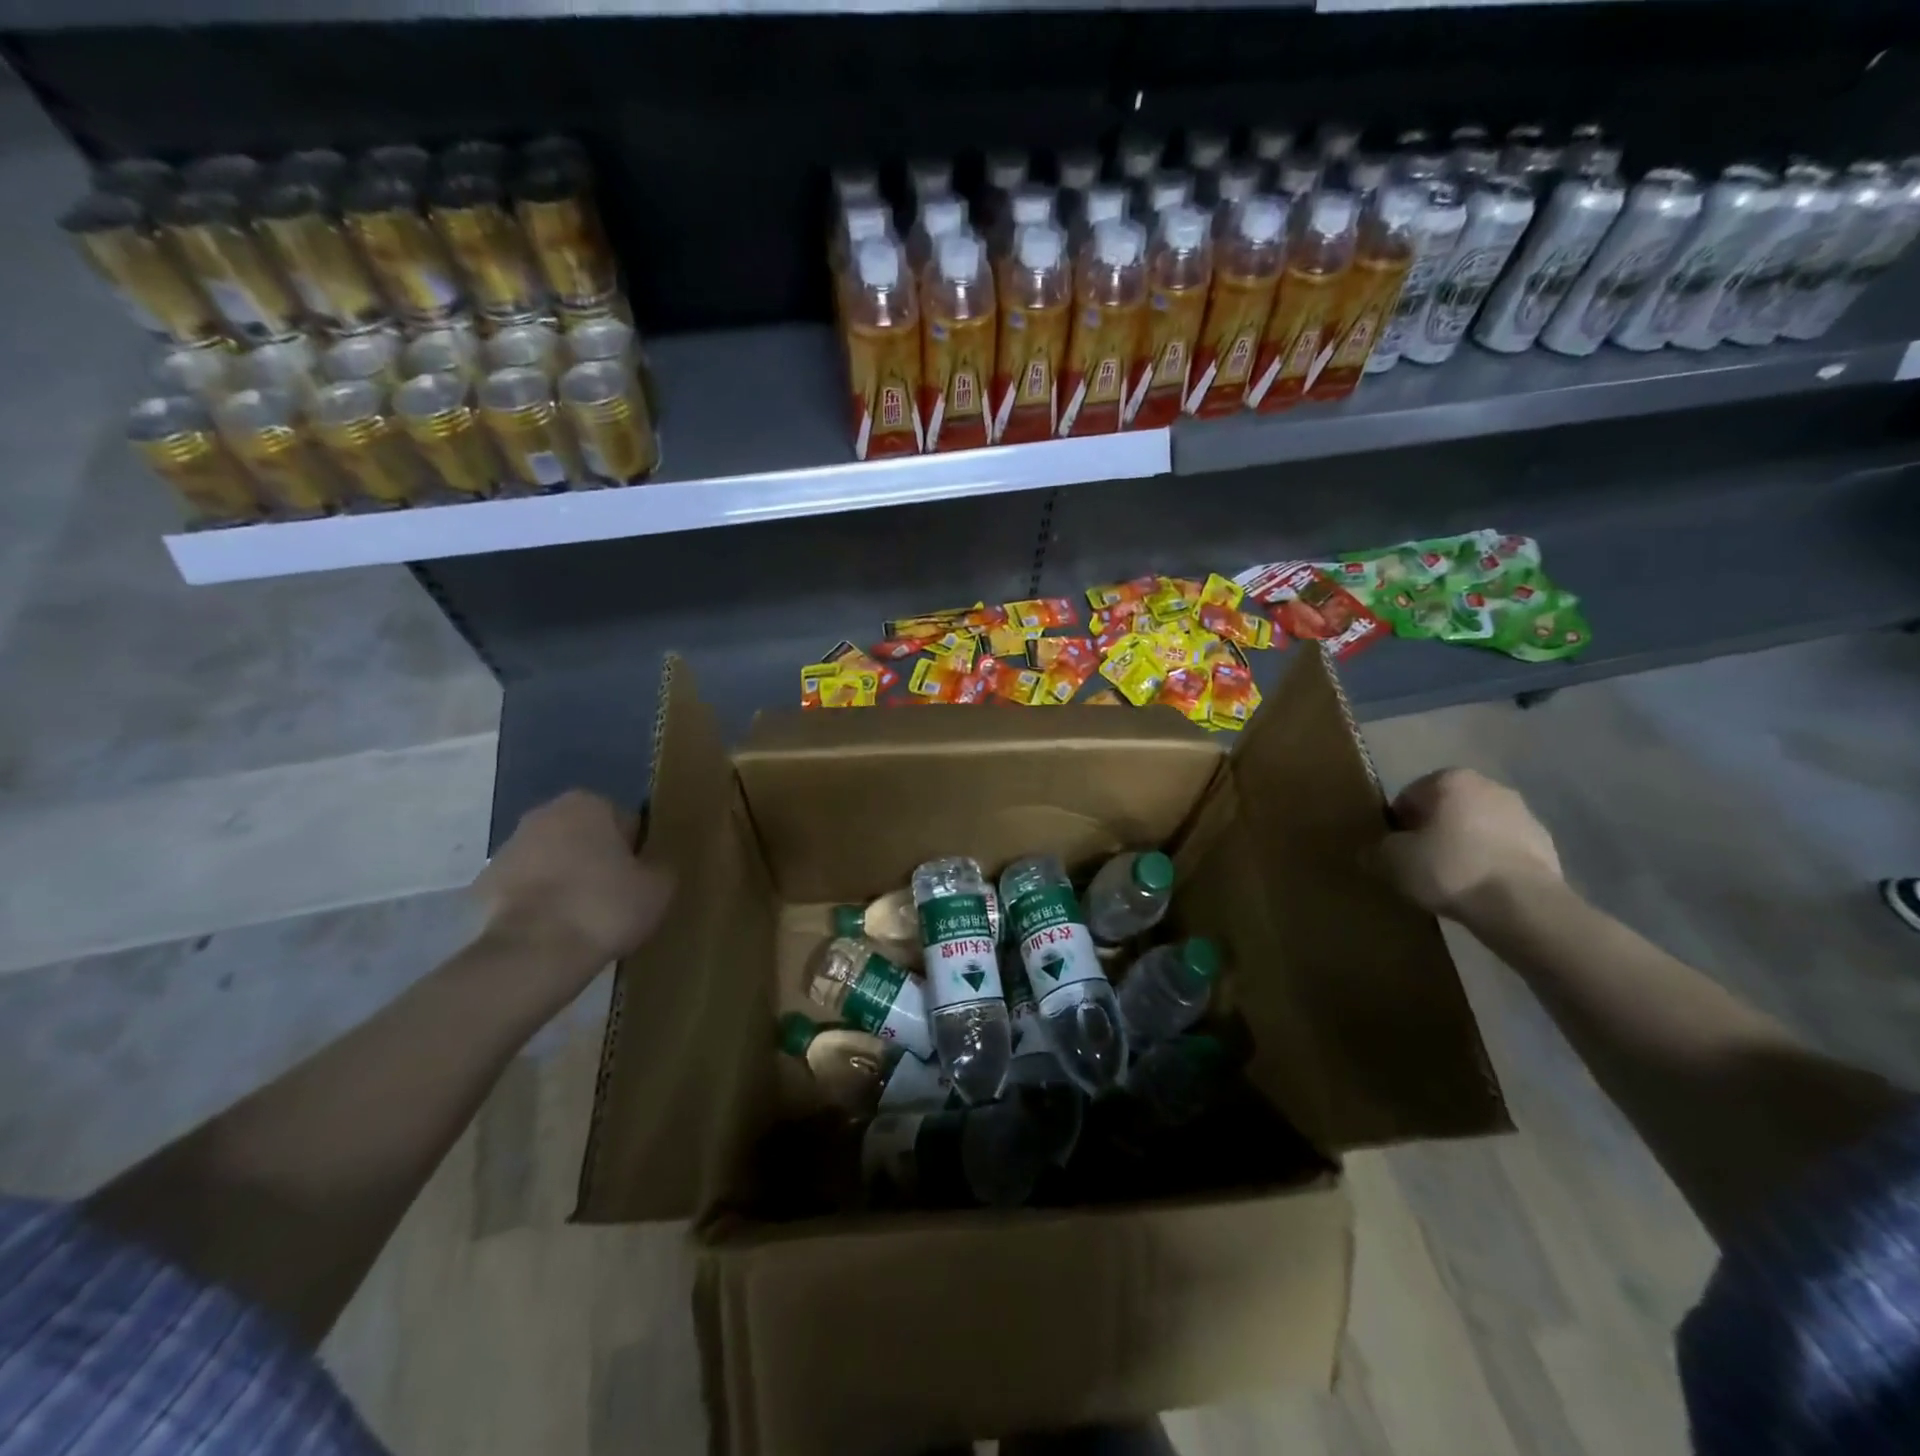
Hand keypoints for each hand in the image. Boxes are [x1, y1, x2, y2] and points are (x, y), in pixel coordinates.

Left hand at [474, 790, 672, 970]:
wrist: (534, 952)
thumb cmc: (605, 907)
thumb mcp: (658, 888)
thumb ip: (661, 866)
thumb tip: (652, 866)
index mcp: (588, 804)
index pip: (624, 822)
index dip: (634, 851)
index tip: (637, 880)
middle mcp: (543, 814)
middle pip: (583, 836)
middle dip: (595, 859)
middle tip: (612, 897)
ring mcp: (507, 848)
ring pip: (551, 859)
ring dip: (564, 878)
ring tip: (581, 918)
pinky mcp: (482, 884)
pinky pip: (523, 888)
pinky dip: (537, 901)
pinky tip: (552, 928)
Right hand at [1372, 768, 1562, 921]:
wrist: (1522, 906)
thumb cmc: (1449, 868)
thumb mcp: (1392, 861)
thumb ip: (1376, 851)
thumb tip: (1372, 853)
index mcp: (1451, 780)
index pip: (1409, 797)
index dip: (1398, 825)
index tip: (1396, 852)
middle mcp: (1490, 787)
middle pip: (1446, 810)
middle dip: (1432, 833)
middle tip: (1420, 865)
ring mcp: (1524, 816)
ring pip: (1477, 830)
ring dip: (1463, 848)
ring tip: (1451, 882)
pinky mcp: (1547, 847)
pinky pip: (1503, 852)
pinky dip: (1489, 865)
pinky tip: (1479, 890)